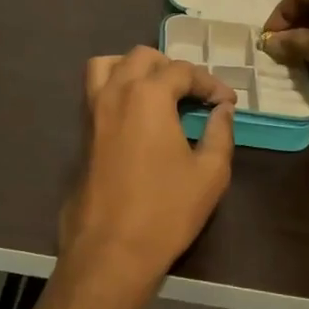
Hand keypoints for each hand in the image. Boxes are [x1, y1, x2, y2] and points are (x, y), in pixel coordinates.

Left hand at [54, 47, 235, 308]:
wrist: (110, 250)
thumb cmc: (165, 211)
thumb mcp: (209, 173)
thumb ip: (219, 133)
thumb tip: (222, 110)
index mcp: (148, 95)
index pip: (182, 71)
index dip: (210, 83)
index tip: (226, 102)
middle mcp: (115, 92)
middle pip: (142, 57)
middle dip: (172, 68)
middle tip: (193, 94)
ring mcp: (92, 111)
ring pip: (107, 65)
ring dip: (134, 68)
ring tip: (157, 92)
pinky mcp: (81, 133)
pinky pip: (95, 91)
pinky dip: (116, 87)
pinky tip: (137, 115)